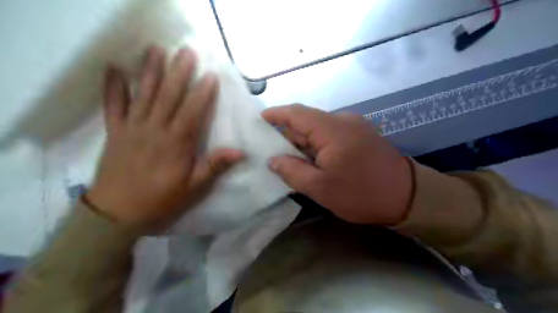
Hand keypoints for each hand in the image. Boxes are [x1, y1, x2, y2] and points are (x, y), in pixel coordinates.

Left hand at [86, 45, 242, 227]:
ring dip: (151, 71)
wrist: (118, 211)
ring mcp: (132, 127)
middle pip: (169, 96)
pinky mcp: (115, 131)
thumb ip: (215, 165)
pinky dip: (113, 86)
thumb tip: (240, 152)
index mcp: (176, 143)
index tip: (210, 75)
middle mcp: (155, 129)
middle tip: (187, 51)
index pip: (192, 112)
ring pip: (144, 94)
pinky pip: (113, 105)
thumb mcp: (194, 186)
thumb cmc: (161, 198)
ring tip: (157, 49)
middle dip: (179, 73)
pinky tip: (115, 68)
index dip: (202, 93)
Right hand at [263, 104, 412, 224]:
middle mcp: (343, 120)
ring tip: (290, 159)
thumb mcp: (320, 188)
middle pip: (307, 121)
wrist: (407, 197)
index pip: (297, 113)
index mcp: (332, 129)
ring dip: (303, 142)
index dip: (276, 114)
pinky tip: (312, 160)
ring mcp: (354, 126)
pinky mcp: (361, 135)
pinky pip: (331, 135)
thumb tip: (273, 159)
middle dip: (288, 134)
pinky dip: (317, 145)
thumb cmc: (360, 193)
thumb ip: (292, 171)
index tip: (260, 119)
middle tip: (271, 150)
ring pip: (319, 129)